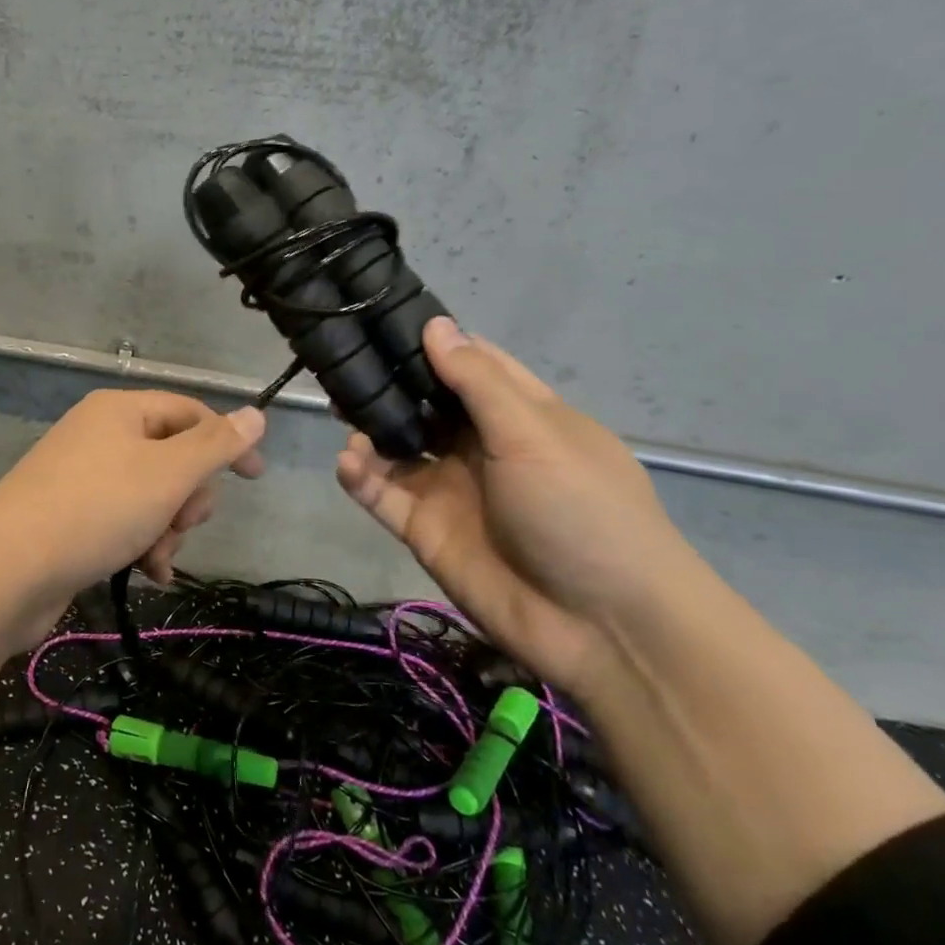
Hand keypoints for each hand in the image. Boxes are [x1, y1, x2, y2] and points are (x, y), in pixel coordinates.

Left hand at [0, 390, 265, 642]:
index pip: (190, 412)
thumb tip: (256, 413)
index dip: (226, 441)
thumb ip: (216, 444)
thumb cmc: (96, 510)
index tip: (255, 478)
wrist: (7, 570)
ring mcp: (83, 476)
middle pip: (172, 457)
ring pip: (152, 495)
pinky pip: (125, 520)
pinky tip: (147, 572)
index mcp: (120, 411)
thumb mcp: (168, 473)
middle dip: (187, 497)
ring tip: (157, 557)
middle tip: (181, 523)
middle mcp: (101, 435)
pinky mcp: (72, 515)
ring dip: (167, 529)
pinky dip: (142, 543)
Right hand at [336, 317, 708, 695]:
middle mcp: (482, 447)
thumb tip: (435, 325)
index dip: (435, 343)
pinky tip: (349, 462)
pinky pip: (383, 494)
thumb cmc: (581, 510)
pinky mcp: (424, 530)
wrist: (602, 627)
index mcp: (522, 416)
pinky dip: (360, 476)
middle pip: (425, 404)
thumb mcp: (534, 434)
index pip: (473, 366)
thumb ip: (477, 382)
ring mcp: (450, 489)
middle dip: (388, 384)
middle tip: (342, 363)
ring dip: (369, 428)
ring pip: (396, 447)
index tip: (384, 318)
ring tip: (341, 411)